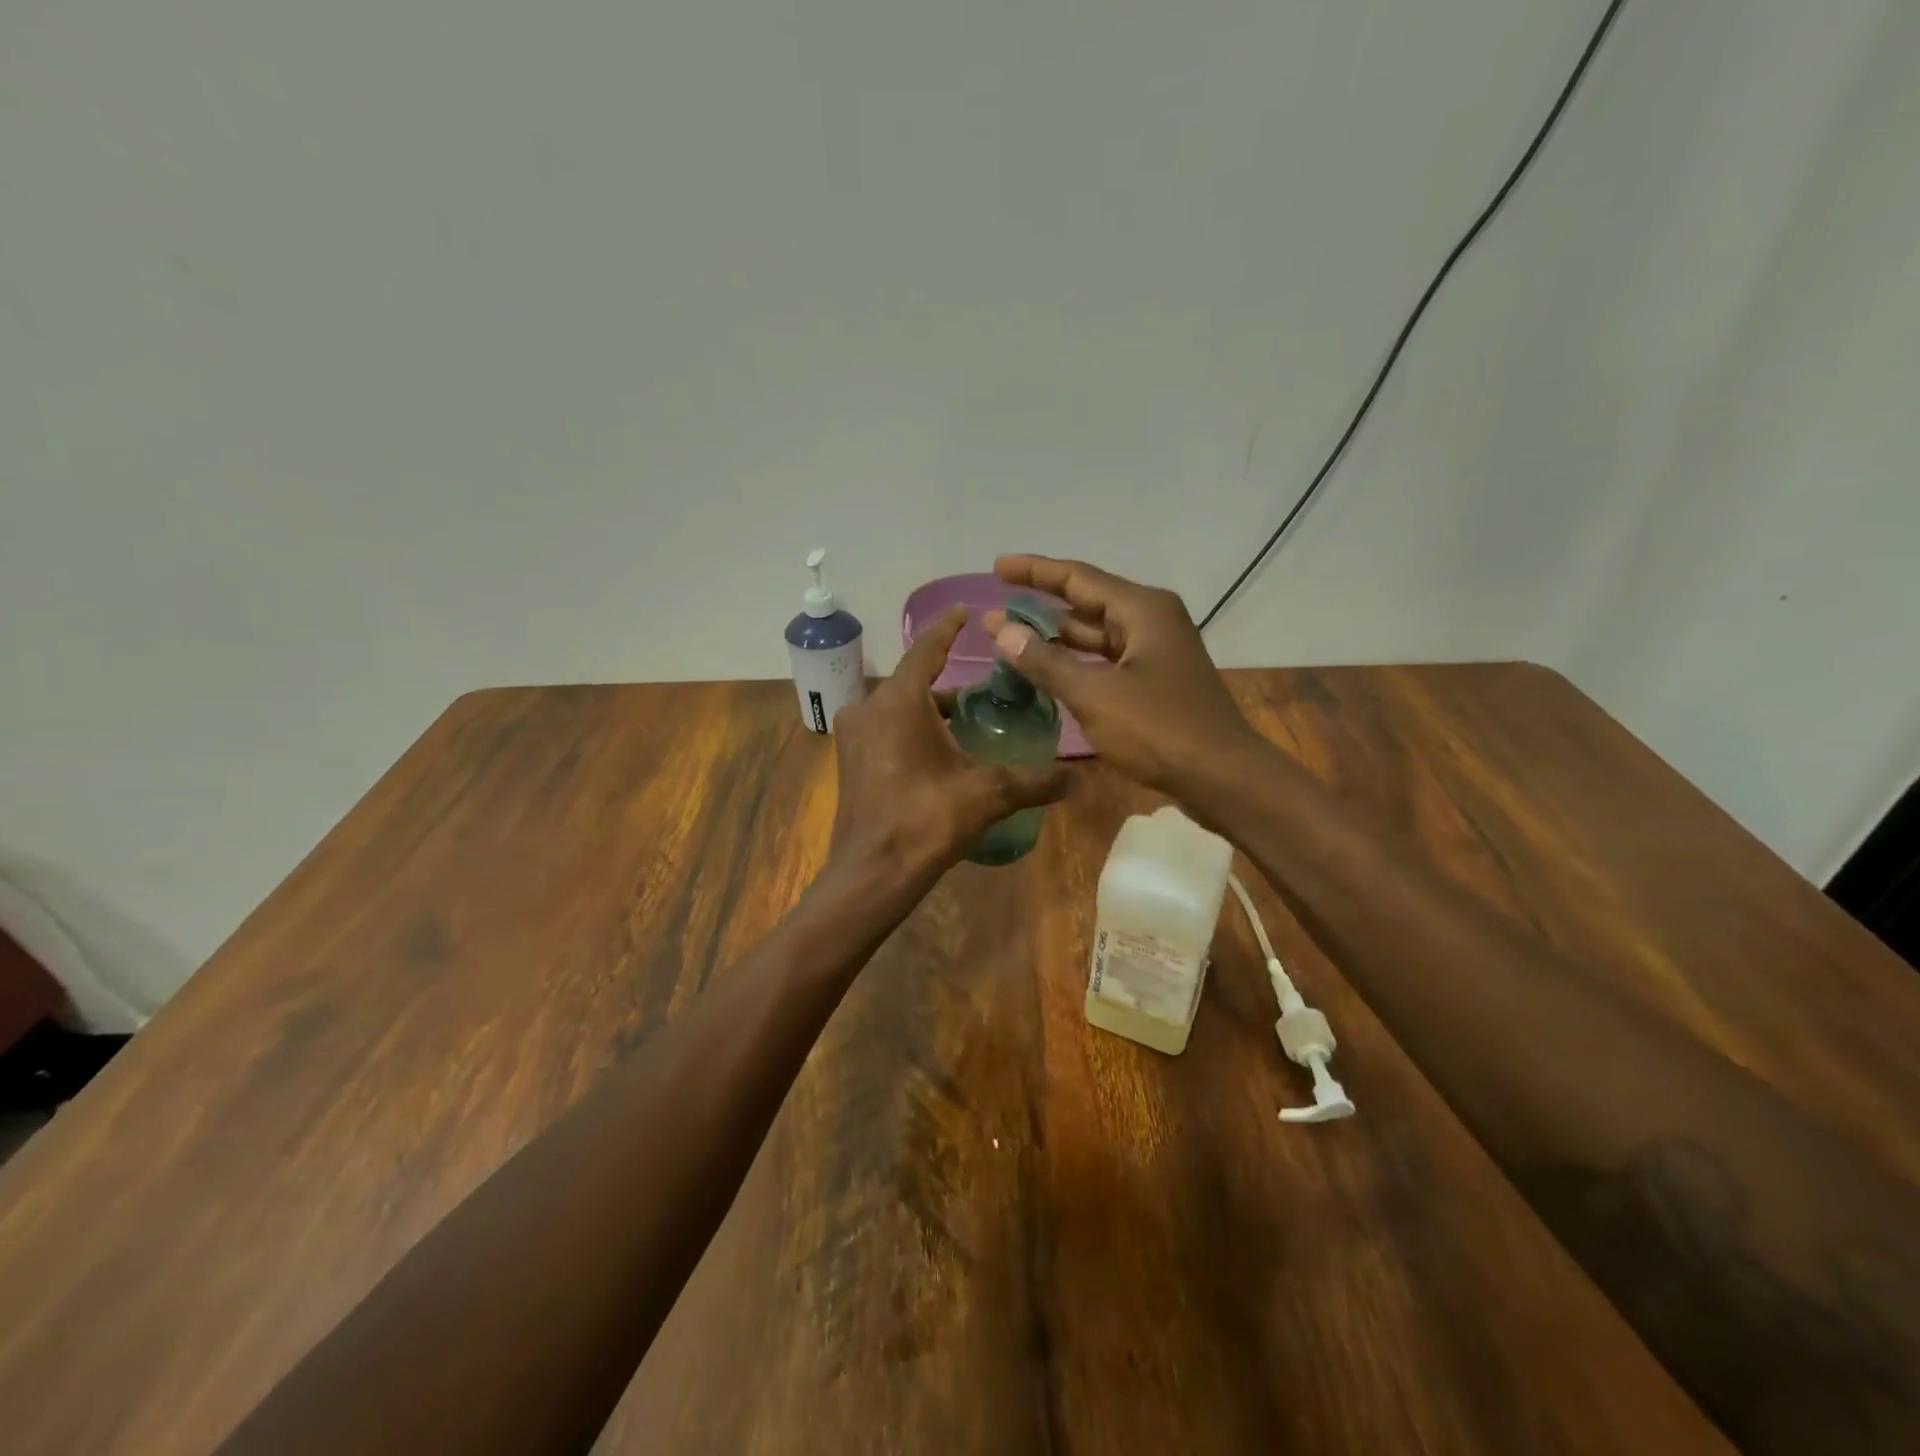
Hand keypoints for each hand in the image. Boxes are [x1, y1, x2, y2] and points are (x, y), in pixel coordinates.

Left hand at [828, 605, 1067, 890]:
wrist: (873, 873)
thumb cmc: (926, 820)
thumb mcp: (987, 794)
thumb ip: (1033, 781)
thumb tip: (1077, 779)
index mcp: (898, 702)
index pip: (925, 650)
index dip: (948, 629)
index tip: (965, 613)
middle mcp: (868, 709)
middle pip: (913, 682)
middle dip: (947, 679)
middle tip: (986, 682)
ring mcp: (854, 737)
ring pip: (898, 708)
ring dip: (930, 709)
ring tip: (970, 717)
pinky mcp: (851, 763)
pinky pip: (886, 730)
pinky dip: (912, 729)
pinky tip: (942, 750)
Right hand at [983, 555, 1265, 798]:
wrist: (1222, 777)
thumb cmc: (1160, 730)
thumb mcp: (1095, 695)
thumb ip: (1046, 661)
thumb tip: (1002, 630)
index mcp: (1142, 610)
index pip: (1078, 578)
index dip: (1035, 571)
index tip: (998, 566)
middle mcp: (1151, 621)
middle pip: (1088, 602)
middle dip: (1041, 606)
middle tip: (997, 610)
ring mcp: (1156, 652)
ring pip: (1097, 635)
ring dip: (1057, 638)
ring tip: (1012, 640)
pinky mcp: (1156, 681)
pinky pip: (1107, 660)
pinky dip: (1077, 663)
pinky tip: (1049, 672)